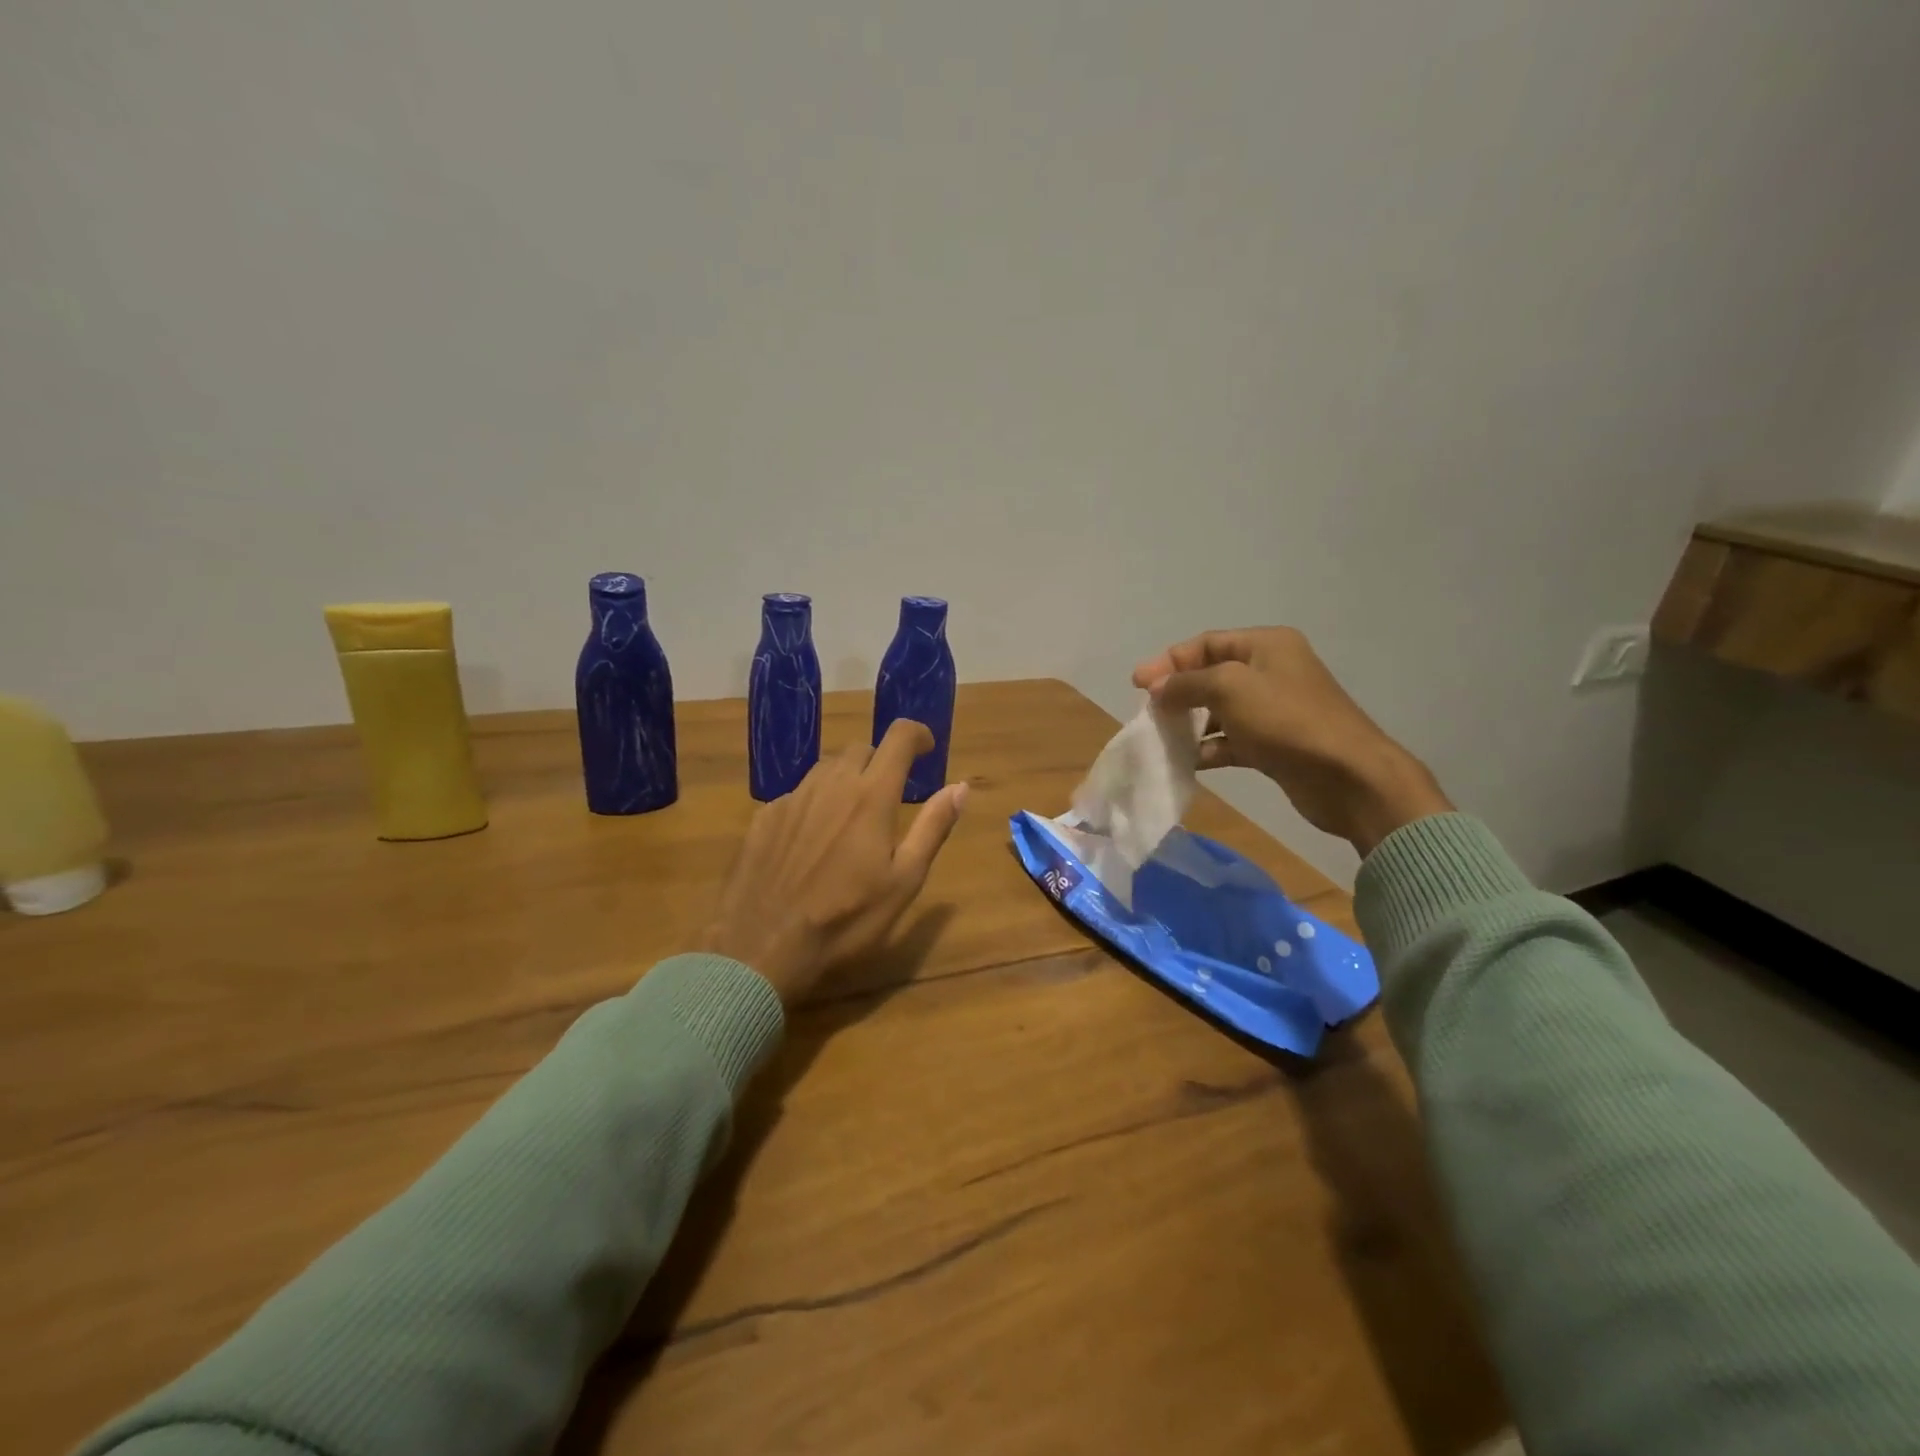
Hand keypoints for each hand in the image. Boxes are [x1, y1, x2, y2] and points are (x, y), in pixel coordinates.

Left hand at [691, 720, 968, 1004]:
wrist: (761, 947)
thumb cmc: (846, 920)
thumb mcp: (904, 881)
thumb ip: (933, 827)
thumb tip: (960, 786)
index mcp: (871, 795)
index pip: (899, 737)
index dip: (917, 734)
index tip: (926, 748)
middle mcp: (831, 784)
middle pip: (861, 749)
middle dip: (881, 762)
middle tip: (890, 796)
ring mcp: (793, 797)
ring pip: (826, 768)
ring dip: (847, 779)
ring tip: (851, 818)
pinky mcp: (764, 816)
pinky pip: (798, 794)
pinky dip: (815, 803)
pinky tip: (812, 842)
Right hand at [1132, 627, 1450, 855]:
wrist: (1348, 777)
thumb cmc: (1287, 720)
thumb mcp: (1229, 688)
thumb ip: (1187, 683)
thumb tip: (1156, 687)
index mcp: (1266, 645)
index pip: (1206, 643)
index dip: (1169, 661)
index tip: (1137, 684)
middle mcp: (1271, 671)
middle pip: (1211, 675)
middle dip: (1177, 692)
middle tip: (1148, 712)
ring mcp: (1274, 710)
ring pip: (1219, 710)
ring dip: (1189, 723)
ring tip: (1161, 738)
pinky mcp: (1274, 745)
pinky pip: (1231, 740)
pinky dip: (1208, 748)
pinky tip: (1186, 762)